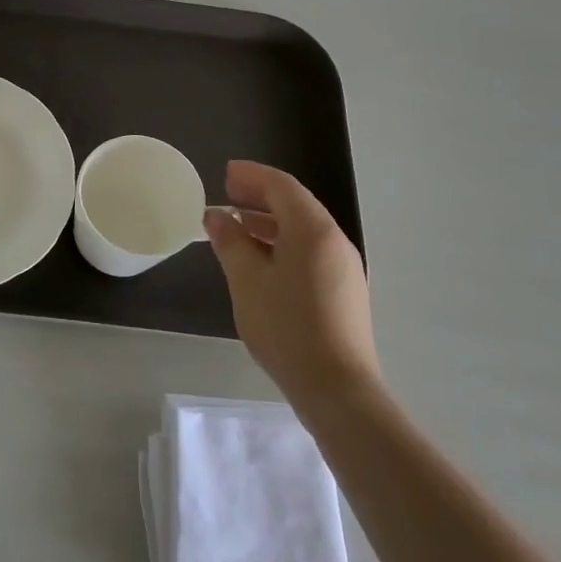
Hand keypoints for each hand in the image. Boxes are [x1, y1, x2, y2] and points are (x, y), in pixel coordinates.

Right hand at [205, 161, 378, 412]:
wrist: (337, 388)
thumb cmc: (286, 327)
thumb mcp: (247, 281)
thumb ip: (230, 242)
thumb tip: (216, 215)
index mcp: (313, 231)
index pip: (282, 186)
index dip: (252, 175)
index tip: (224, 173)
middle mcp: (334, 241)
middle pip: (296, 205)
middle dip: (260, 196)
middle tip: (226, 193)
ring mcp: (343, 268)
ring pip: (303, 230)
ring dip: (269, 221)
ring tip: (236, 226)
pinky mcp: (343, 291)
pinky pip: (310, 251)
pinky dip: (282, 243)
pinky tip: (260, 260)